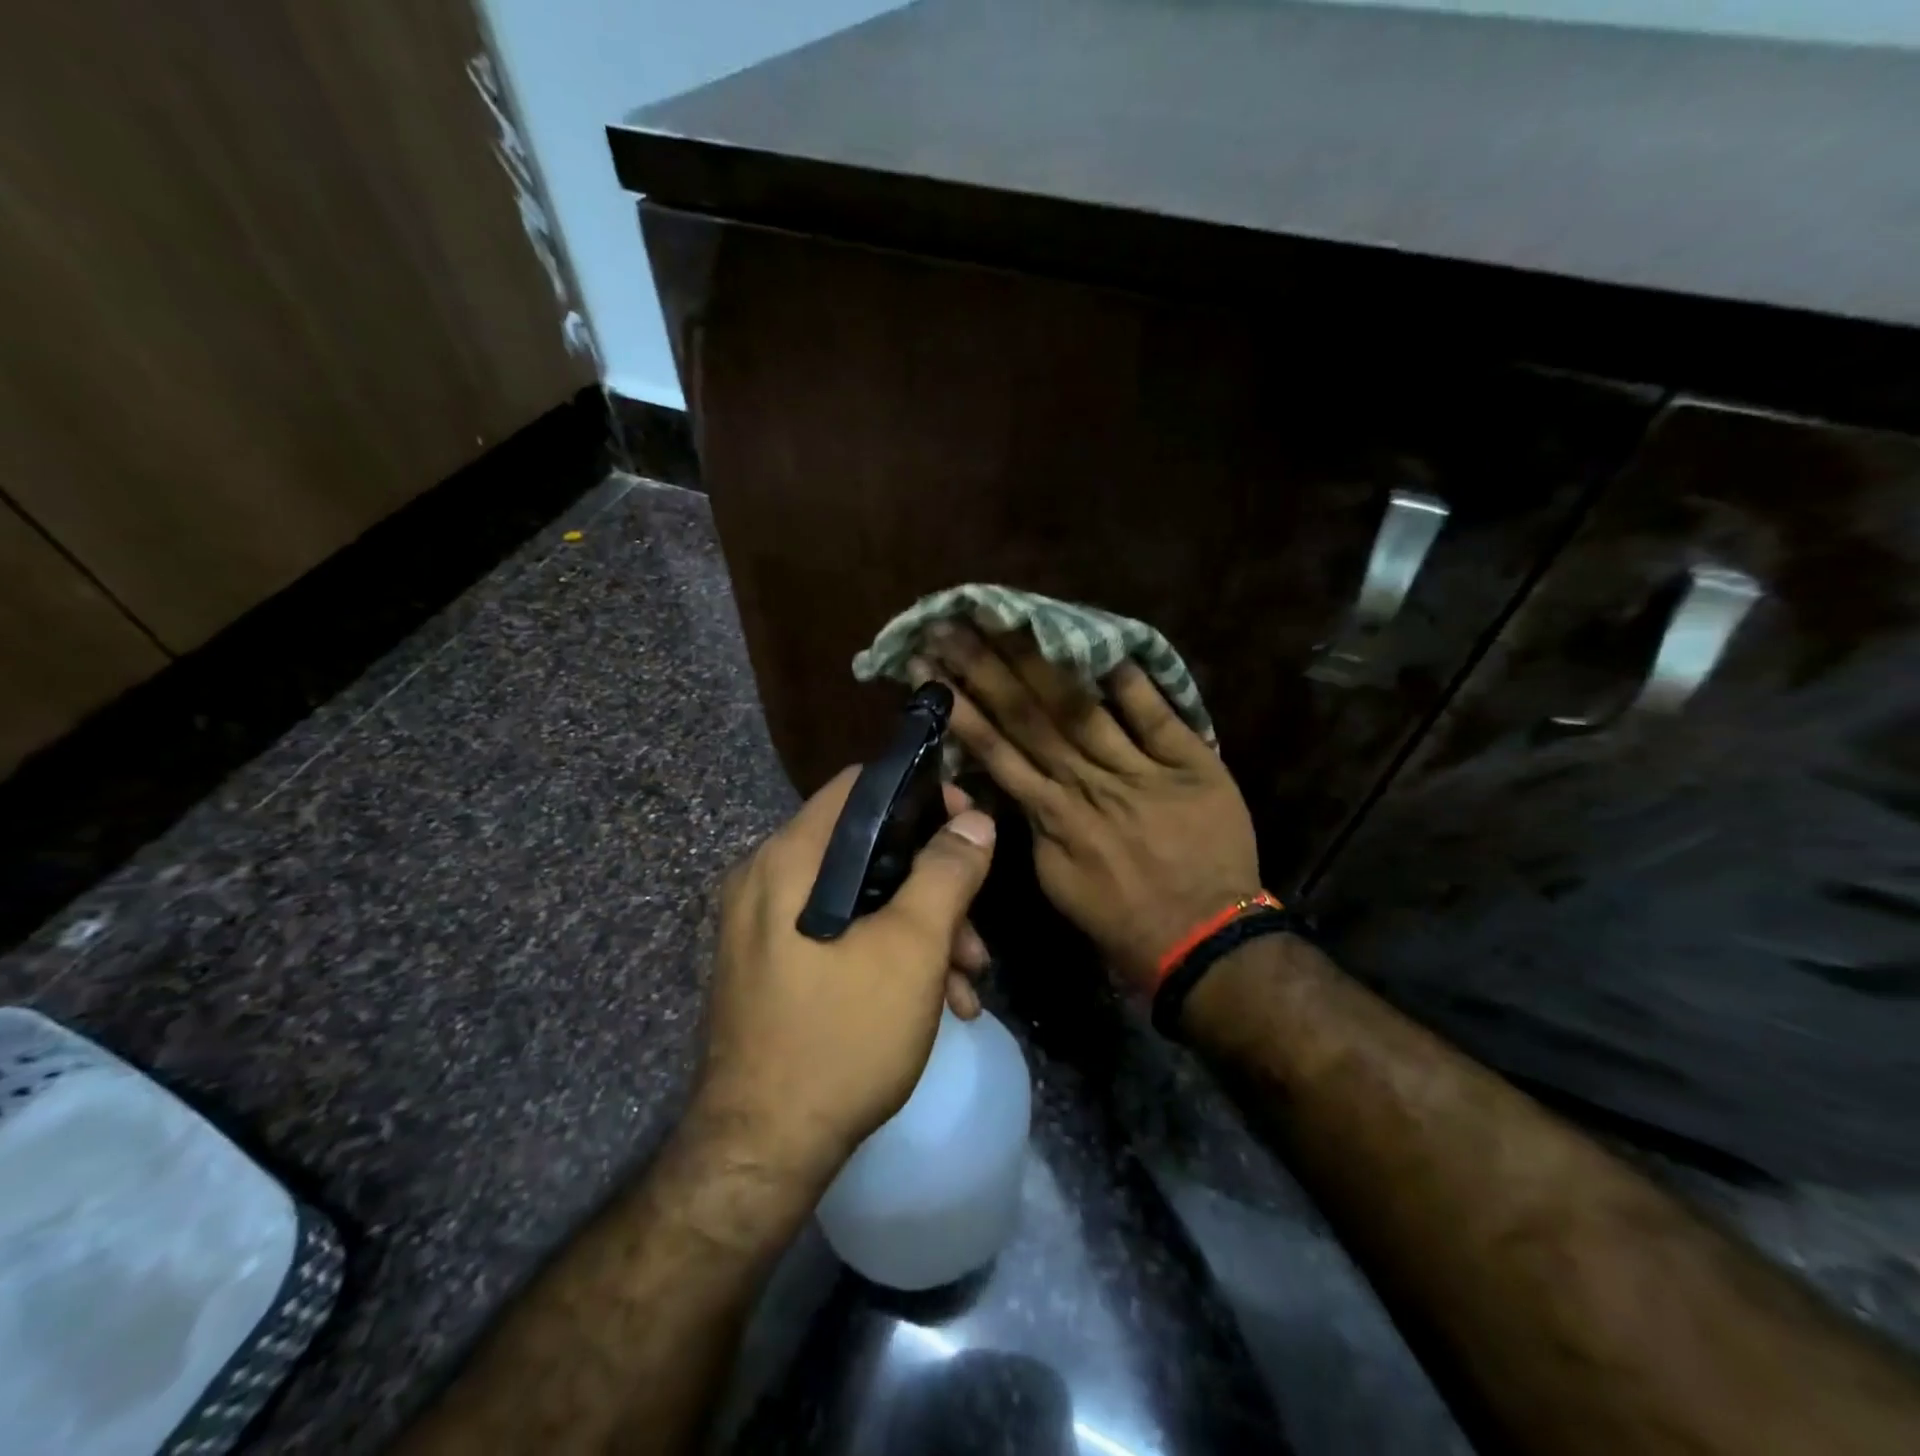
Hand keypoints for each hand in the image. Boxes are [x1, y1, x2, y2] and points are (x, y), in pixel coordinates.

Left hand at [695, 768, 997, 1188]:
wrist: (761, 1155)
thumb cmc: (840, 1037)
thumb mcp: (911, 949)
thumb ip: (947, 874)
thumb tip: (975, 821)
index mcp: (788, 860)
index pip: (858, 788)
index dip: (919, 795)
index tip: (968, 822)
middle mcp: (767, 881)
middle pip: (867, 850)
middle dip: (933, 886)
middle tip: (976, 929)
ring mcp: (765, 929)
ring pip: (860, 901)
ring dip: (921, 931)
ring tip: (969, 982)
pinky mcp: (775, 968)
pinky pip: (840, 937)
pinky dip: (889, 956)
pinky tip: (938, 1004)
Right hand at [916, 624, 1258, 997]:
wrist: (1203, 940)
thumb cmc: (1121, 919)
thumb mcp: (1055, 882)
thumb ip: (1031, 827)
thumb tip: (1009, 782)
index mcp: (1052, 815)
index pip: (996, 748)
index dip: (961, 706)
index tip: (930, 667)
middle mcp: (1087, 783)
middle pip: (1029, 716)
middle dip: (985, 667)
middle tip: (952, 623)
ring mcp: (1139, 770)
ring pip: (1079, 707)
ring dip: (1038, 662)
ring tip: (1004, 620)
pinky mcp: (1190, 764)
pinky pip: (1154, 715)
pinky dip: (1130, 680)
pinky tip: (1100, 640)